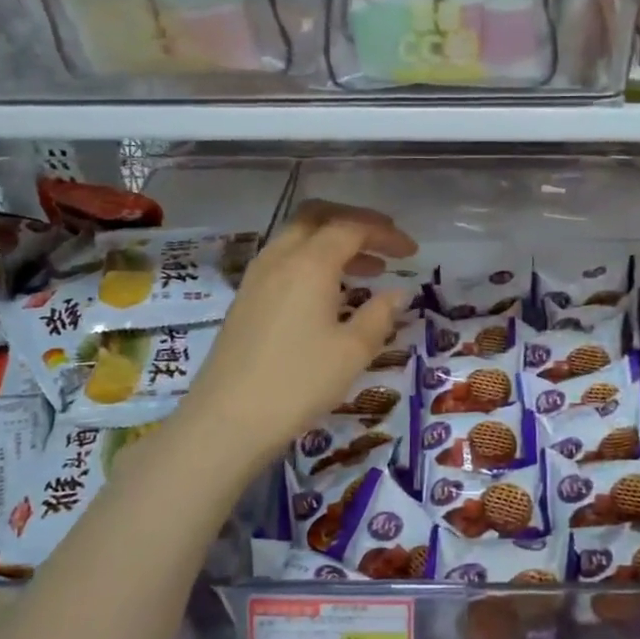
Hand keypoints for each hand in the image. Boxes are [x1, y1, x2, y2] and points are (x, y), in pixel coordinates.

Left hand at [172, 201, 416, 470]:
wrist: (228, 420)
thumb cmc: (299, 382)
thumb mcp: (353, 351)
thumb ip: (380, 315)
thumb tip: (398, 292)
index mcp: (309, 263)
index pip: (351, 228)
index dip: (385, 233)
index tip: (412, 252)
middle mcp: (279, 259)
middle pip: (317, 217)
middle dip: (355, 222)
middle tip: (385, 242)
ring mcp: (257, 278)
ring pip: (297, 238)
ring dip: (333, 243)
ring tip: (368, 270)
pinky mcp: (246, 300)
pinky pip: (284, 261)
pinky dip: (313, 261)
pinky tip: (331, 294)